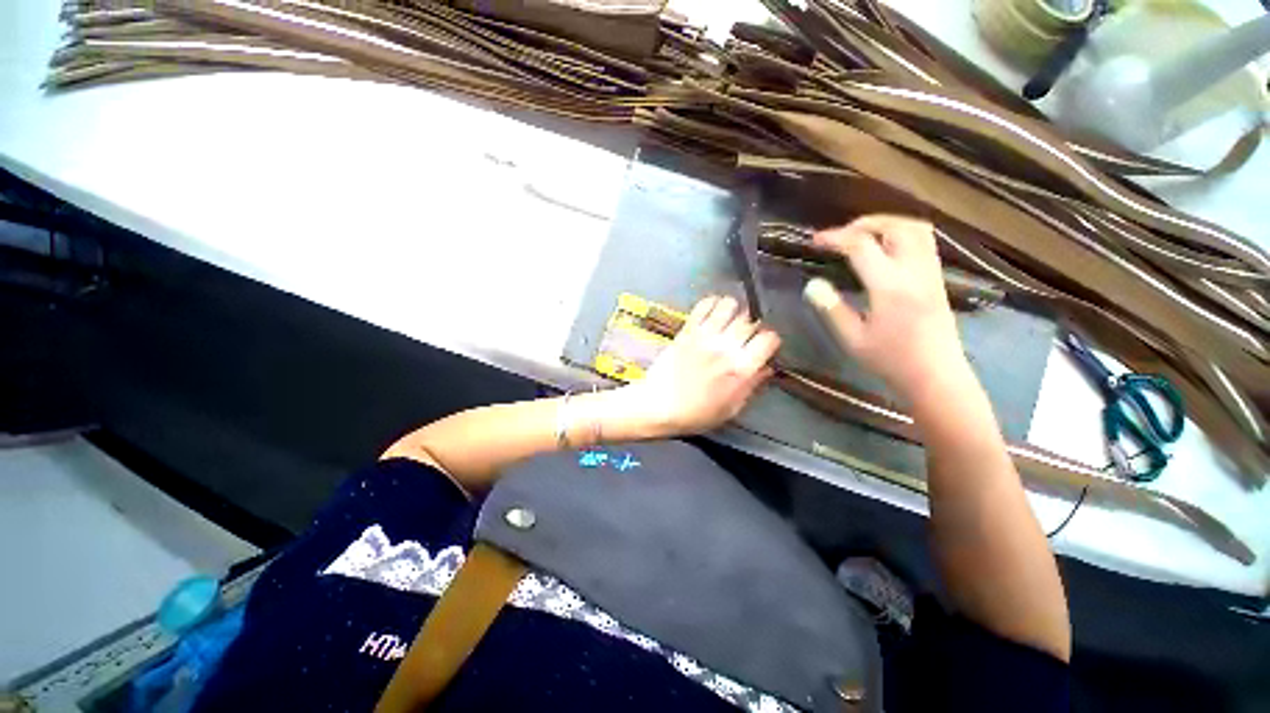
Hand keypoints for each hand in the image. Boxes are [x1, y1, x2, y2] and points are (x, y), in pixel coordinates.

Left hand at [619, 296, 780, 436]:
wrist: (658, 405)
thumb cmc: (695, 414)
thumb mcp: (731, 409)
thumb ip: (752, 386)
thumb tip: (767, 368)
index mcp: (740, 370)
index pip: (768, 339)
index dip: (770, 341)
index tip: (763, 346)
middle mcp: (725, 348)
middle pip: (750, 321)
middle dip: (753, 327)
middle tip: (745, 336)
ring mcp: (704, 336)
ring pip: (730, 306)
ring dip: (734, 311)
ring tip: (730, 320)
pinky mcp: (687, 330)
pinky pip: (704, 305)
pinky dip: (712, 303)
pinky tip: (713, 311)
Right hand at [803, 215, 967, 401]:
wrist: (936, 376)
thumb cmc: (890, 361)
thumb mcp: (852, 339)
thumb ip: (831, 309)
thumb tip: (812, 284)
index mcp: (890, 287)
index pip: (861, 246)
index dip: (835, 238)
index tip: (815, 241)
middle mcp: (915, 272)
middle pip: (895, 226)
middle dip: (864, 224)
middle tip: (840, 236)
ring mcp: (930, 273)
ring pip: (916, 228)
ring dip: (886, 224)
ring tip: (861, 236)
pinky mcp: (937, 278)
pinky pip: (923, 241)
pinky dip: (901, 233)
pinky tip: (885, 249)